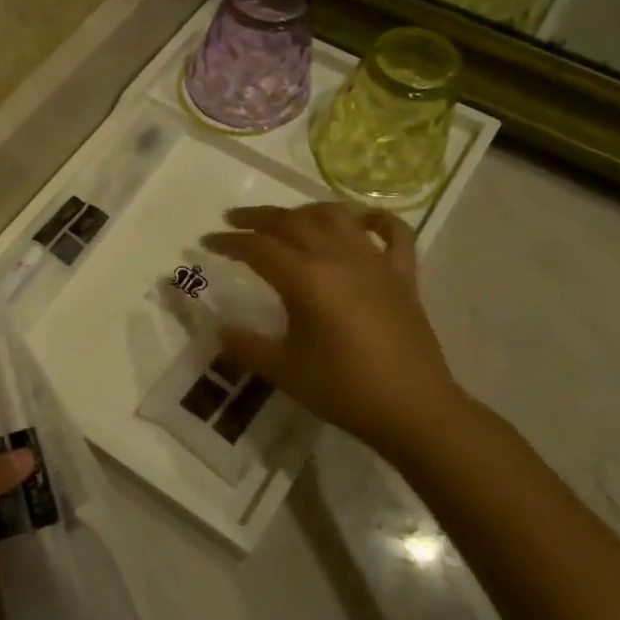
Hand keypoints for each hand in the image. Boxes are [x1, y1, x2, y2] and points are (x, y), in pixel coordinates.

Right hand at [202, 203, 464, 450]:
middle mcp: (339, 258)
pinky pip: (393, 233)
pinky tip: (360, 221)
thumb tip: (219, 330)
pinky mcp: (403, 275)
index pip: (258, 247)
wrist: (413, 409)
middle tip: (234, 221)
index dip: (229, 242)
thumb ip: (246, 346)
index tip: (206, 242)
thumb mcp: (283, 370)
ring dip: (305, 211)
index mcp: (306, 279)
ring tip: (286, 219)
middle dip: (258, 218)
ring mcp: (375, 262)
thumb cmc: (343, 389)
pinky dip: (375, 219)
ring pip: (336, 217)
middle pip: (292, 221)